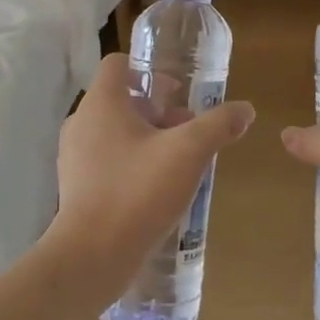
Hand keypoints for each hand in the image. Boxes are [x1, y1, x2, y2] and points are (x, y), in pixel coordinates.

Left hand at [47, 52, 254, 308]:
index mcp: (102, 103)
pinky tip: (156, 189)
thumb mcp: (188, 152)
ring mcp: (74, 157)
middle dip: (157, 110)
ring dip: (147, 138)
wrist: (91, 256)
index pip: (118, 63)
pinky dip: (132, 163)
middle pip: (121, 99)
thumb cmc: (137, 191)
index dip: (149, 70)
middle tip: (187, 131)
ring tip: (178, 163)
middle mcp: (81, 122)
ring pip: (115, 132)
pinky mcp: (76, 187)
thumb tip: (246, 109)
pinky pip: (107, 161)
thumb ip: (218, 125)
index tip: (177, 92)